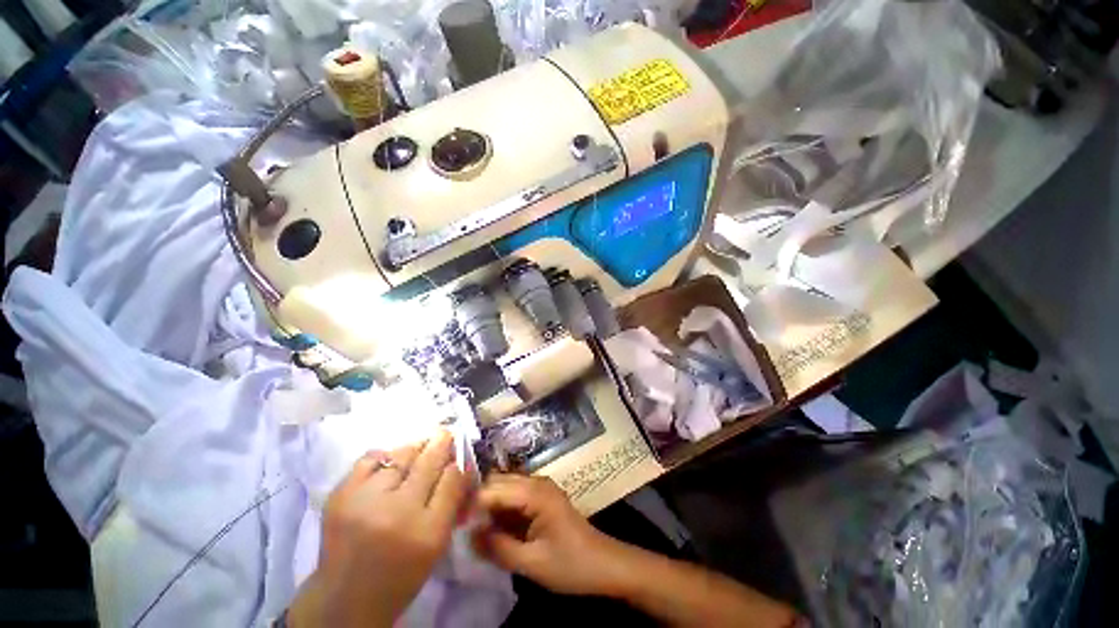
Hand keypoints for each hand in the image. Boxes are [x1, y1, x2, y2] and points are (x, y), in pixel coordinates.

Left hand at [289, 431, 467, 627]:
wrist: (345, 598)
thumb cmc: (401, 573)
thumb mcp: (437, 544)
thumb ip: (452, 502)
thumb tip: (461, 464)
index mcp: (428, 532)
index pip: (453, 478)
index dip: (459, 461)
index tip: (460, 452)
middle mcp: (398, 512)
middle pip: (429, 461)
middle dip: (442, 442)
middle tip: (445, 433)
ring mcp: (365, 502)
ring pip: (401, 455)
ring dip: (415, 448)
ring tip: (420, 446)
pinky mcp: (340, 496)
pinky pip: (369, 459)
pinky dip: (384, 456)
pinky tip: (390, 462)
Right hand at [471, 474, 628, 596]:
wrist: (604, 565)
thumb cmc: (571, 565)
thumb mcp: (532, 563)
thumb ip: (498, 548)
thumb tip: (467, 536)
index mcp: (535, 493)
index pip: (493, 489)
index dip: (471, 505)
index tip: (452, 525)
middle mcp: (536, 482)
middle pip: (497, 482)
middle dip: (478, 502)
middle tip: (460, 529)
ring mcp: (540, 489)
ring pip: (505, 488)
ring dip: (489, 506)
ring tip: (472, 531)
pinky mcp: (541, 499)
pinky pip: (515, 497)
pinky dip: (501, 510)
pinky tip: (493, 530)